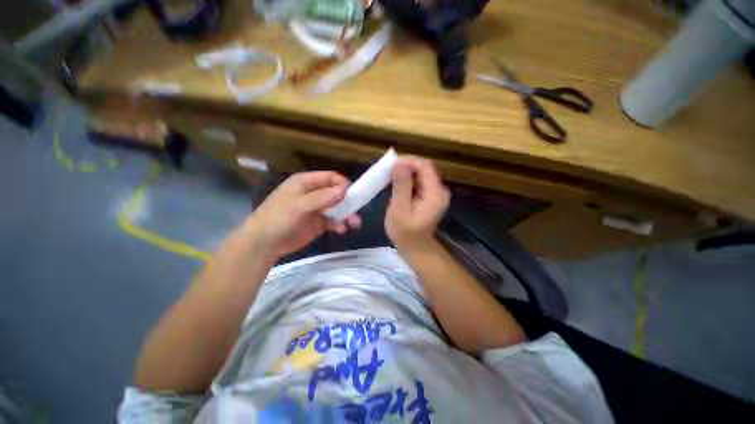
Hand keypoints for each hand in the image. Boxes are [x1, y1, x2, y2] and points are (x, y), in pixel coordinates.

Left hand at [247, 171, 360, 258]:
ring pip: (337, 207)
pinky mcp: (318, 223)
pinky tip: (341, 230)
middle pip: (336, 193)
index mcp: (306, 183)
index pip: (330, 178)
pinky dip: (339, 224)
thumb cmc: (278, 218)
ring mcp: (317, 209)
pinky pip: (333, 220)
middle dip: (348, 201)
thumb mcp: (298, 205)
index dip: (342, 184)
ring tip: (354, 223)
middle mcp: (314, 193)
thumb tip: (344, 190)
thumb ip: (321, 197)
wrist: (264, 244)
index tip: (352, 195)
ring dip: (347, 214)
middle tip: (356, 211)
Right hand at [385, 157, 449, 249]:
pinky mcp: (430, 196)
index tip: (390, 165)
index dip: (407, 161)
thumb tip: (399, 163)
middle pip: (424, 168)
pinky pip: (420, 181)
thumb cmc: (405, 233)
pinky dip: (408, 180)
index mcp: (435, 193)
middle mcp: (440, 190)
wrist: (416, 248)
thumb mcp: (399, 210)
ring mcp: (436, 193)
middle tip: (387, 171)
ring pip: (421, 173)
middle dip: (405, 166)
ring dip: (405, 172)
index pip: (424, 166)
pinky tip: (397, 184)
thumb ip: (401, 186)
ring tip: (389, 177)